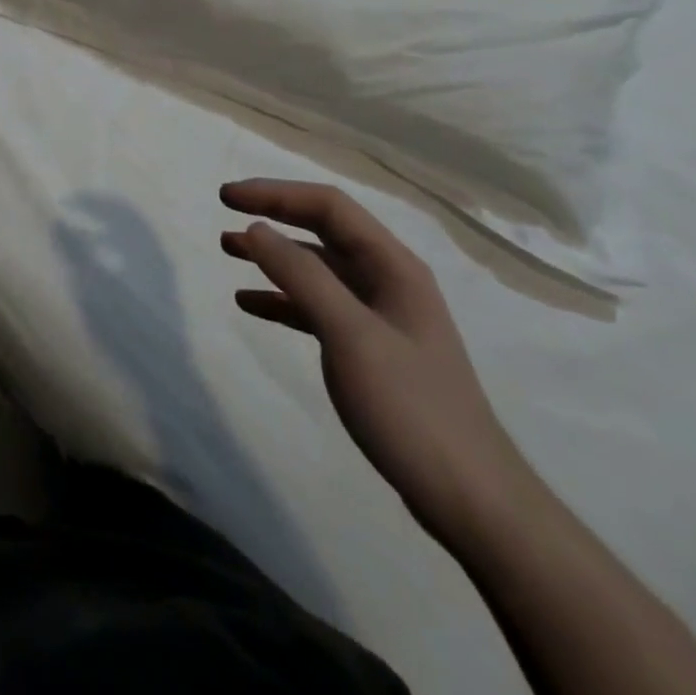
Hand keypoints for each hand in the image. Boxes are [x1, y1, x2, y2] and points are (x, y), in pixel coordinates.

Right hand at [221, 180, 544, 548]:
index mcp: (393, 266)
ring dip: (273, 256)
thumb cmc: (411, 408)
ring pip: (317, 269)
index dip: (275, 193)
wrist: (471, 501)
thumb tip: (256, 228)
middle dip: (273, 215)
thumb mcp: (350, 335)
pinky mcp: (370, 350)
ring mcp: (380, 317)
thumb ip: (302, 276)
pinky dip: (282, 300)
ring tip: (228, 250)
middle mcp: (387, 281)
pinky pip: (317, 308)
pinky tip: (250, 303)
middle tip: (224, 212)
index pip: (328, 206)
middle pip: (322, 230)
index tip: (227, 196)